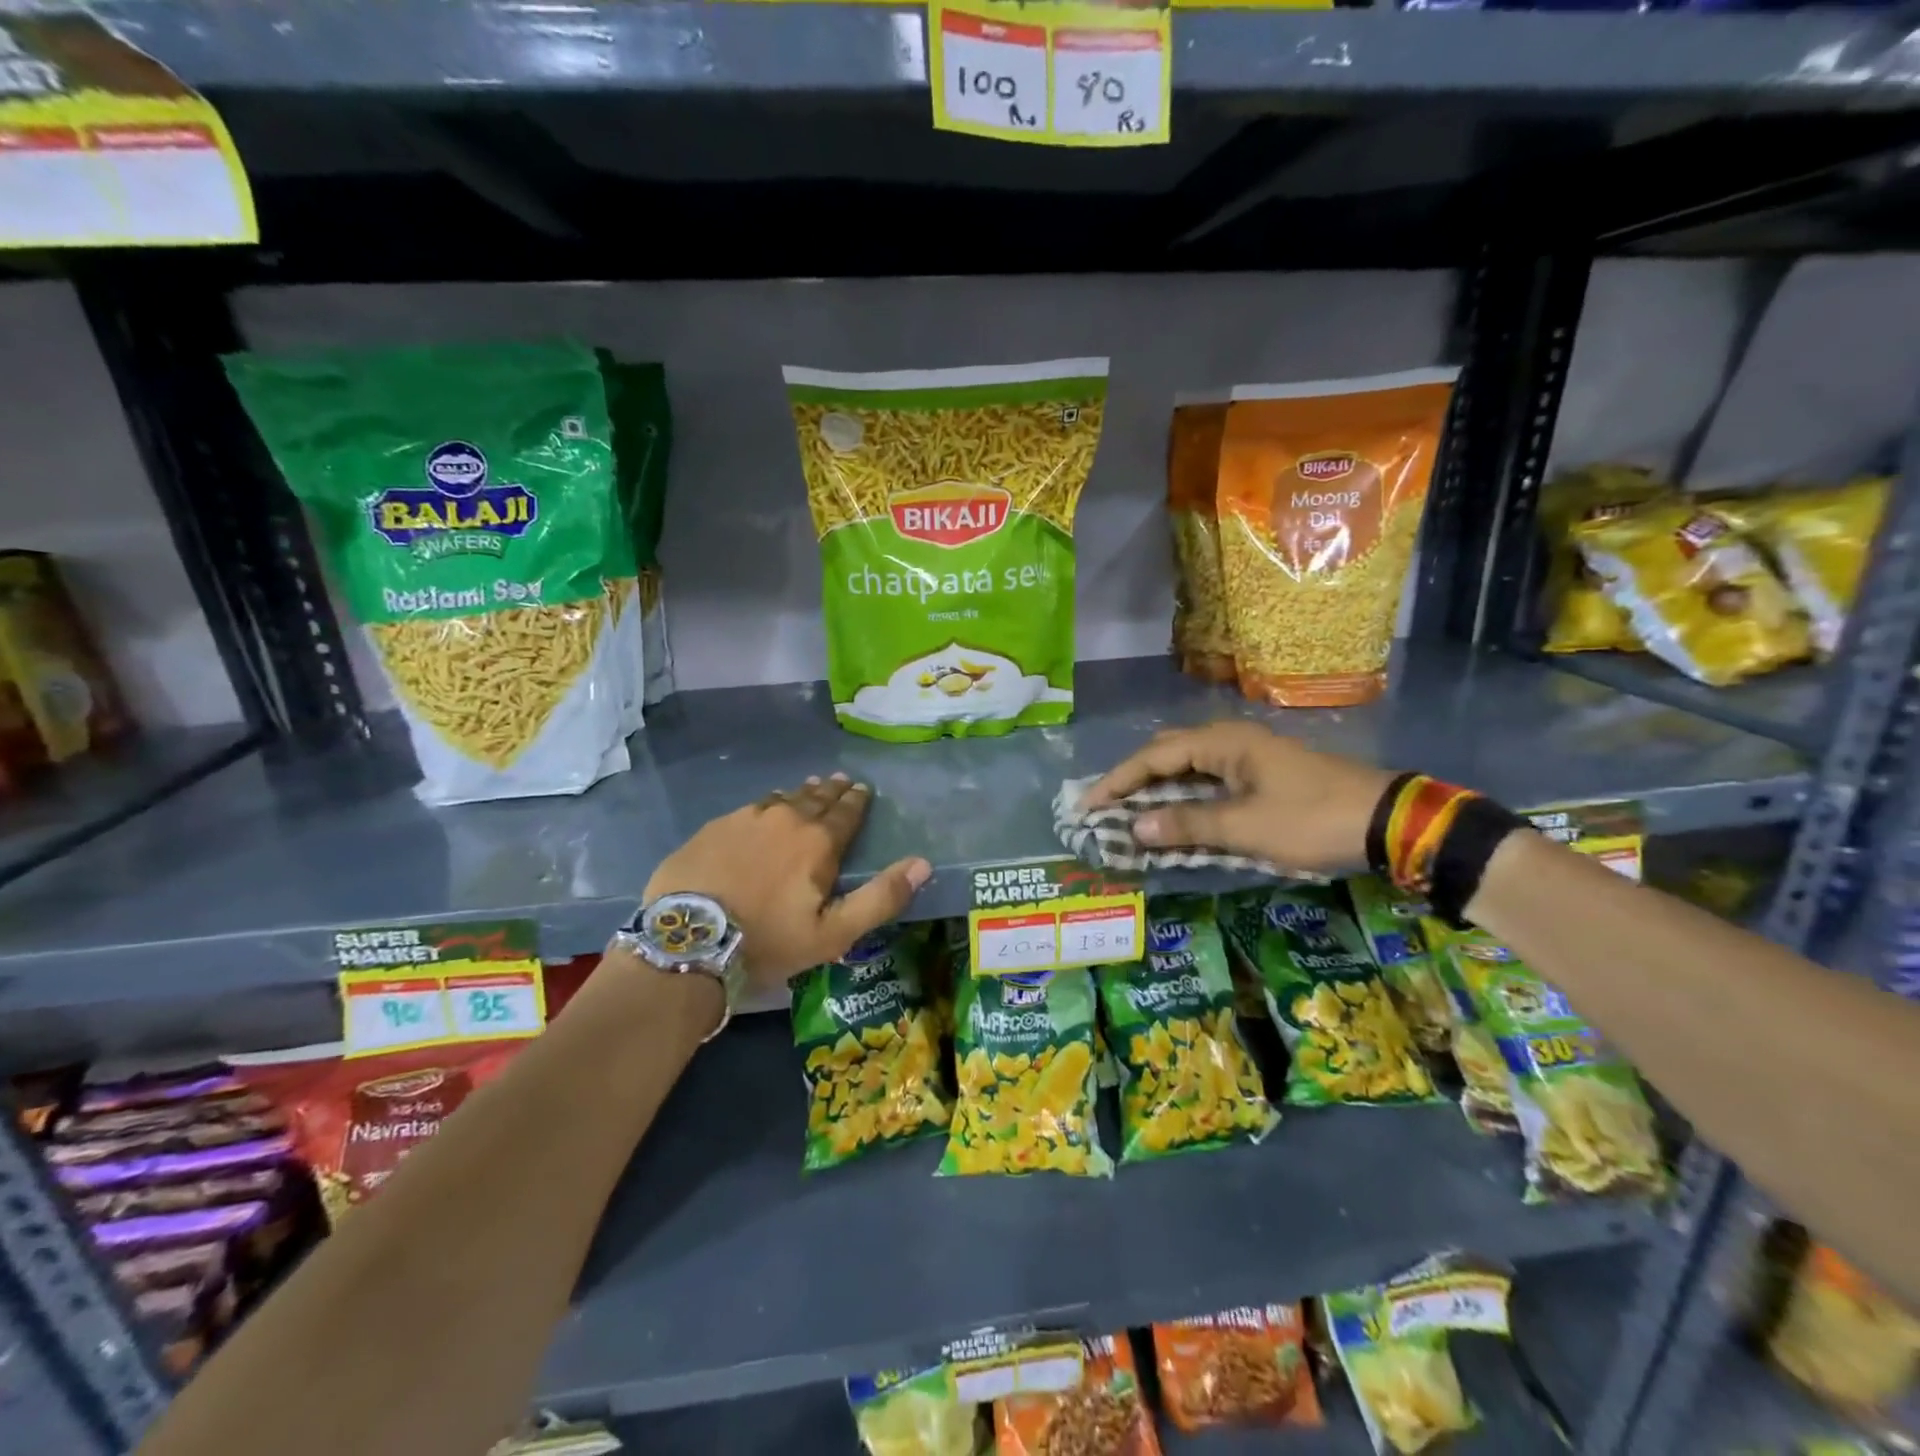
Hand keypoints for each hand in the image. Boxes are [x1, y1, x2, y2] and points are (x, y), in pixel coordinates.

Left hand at [644, 773, 930, 993]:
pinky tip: (763, 810)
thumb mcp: (834, 933)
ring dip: (799, 794)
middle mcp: (785, 819)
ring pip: (781, 799)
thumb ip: (881, 897)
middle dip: (831, 790)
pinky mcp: (714, 828)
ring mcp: (745, 819)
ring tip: (808, 788)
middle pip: (815, 798)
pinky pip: (749, 809)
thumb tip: (922, 864)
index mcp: (818, 841)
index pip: (846, 812)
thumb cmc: (769, 941)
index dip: (857, 801)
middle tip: (840, 780)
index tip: (862, 788)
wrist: (689, 942)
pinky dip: (765, 806)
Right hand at [1084, 722, 1395, 874]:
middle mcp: (1230, 741)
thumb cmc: (1311, 820)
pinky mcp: (1261, 775)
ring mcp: (1247, 757)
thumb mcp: (1246, 827)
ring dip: (1158, 791)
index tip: (1087, 805)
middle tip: (1105, 809)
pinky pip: (1208, 781)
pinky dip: (1184, 799)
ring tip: (1130, 815)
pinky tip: (1174, 818)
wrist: (1386, 821)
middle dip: (1133, 781)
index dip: (1117, 781)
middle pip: (1166, 755)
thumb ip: (1187, 825)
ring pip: (1187, 769)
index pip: (1153, 757)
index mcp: (1222, 743)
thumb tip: (1134, 827)